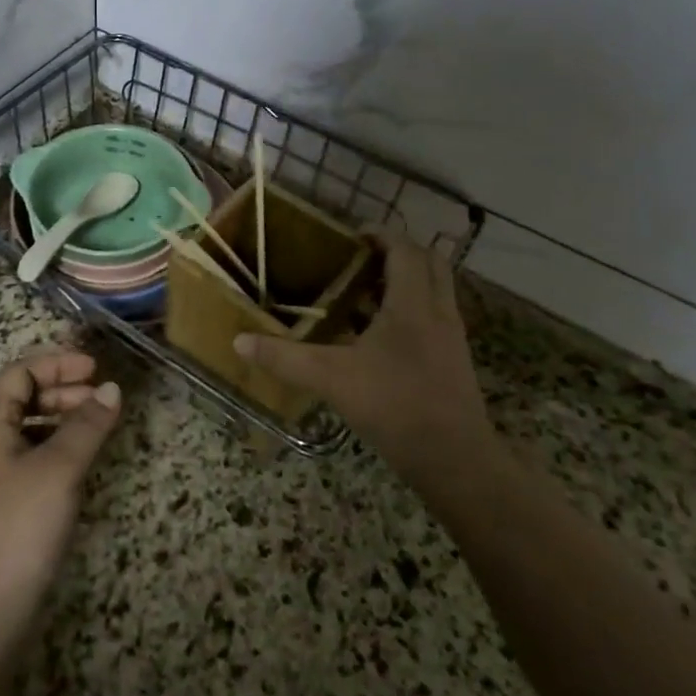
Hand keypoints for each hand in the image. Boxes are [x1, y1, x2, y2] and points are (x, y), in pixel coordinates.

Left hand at [0, 348, 121, 637]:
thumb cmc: (17, 527)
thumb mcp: (58, 469)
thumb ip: (86, 425)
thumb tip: (112, 388)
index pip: (18, 374)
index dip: (55, 363)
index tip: (93, 369)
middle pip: (23, 399)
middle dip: (62, 390)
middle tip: (101, 399)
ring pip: (30, 430)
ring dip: (62, 420)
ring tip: (97, 428)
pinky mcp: (5, 508)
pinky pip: (33, 459)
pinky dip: (59, 450)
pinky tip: (81, 465)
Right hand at [235, 235, 494, 482]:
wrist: (455, 460)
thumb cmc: (395, 405)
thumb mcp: (331, 379)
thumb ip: (285, 358)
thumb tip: (240, 341)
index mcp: (412, 303)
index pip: (404, 249)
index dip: (381, 235)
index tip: (350, 236)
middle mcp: (438, 311)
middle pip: (429, 262)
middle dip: (397, 253)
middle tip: (360, 259)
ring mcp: (451, 337)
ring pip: (435, 290)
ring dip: (405, 281)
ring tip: (364, 291)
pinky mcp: (453, 360)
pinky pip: (434, 317)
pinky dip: (410, 310)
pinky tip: (378, 334)